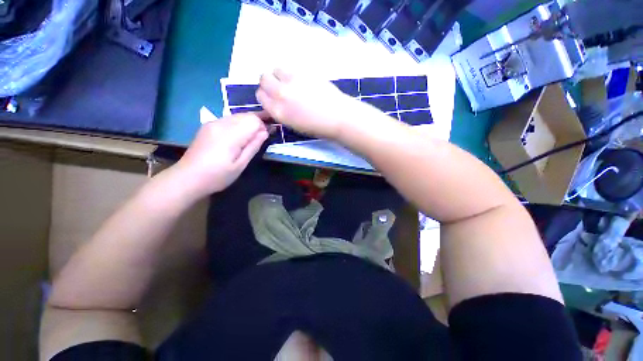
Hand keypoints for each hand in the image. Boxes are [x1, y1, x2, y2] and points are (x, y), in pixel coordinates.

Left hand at [175, 113, 267, 197]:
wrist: (187, 177)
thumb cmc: (217, 176)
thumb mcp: (240, 165)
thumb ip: (253, 146)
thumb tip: (265, 131)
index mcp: (230, 135)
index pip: (253, 120)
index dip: (263, 127)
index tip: (265, 137)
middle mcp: (221, 123)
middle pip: (246, 115)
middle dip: (257, 124)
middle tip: (259, 139)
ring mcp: (213, 123)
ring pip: (238, 115)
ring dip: (247, 124)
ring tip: (248, 140)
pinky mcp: (208, 125)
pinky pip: (229, 119)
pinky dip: (238, 125)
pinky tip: (236, 138)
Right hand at [257, 69, 363, 139]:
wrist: (337, 117)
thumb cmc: (317, 127)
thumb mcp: (294, 125)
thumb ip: (281, 112)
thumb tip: (274, 102)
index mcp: (278, 112)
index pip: (260, 96)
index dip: (266, 95)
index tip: (273, 97)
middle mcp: (280, 94)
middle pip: (263, 78)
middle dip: (269, 82)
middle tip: (281, 88)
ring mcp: (292, 81)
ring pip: (275, 69)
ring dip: (280, 75)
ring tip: (292, 84)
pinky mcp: (303, 72)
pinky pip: (290, 68)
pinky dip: (292, 74)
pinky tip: (302, 82)